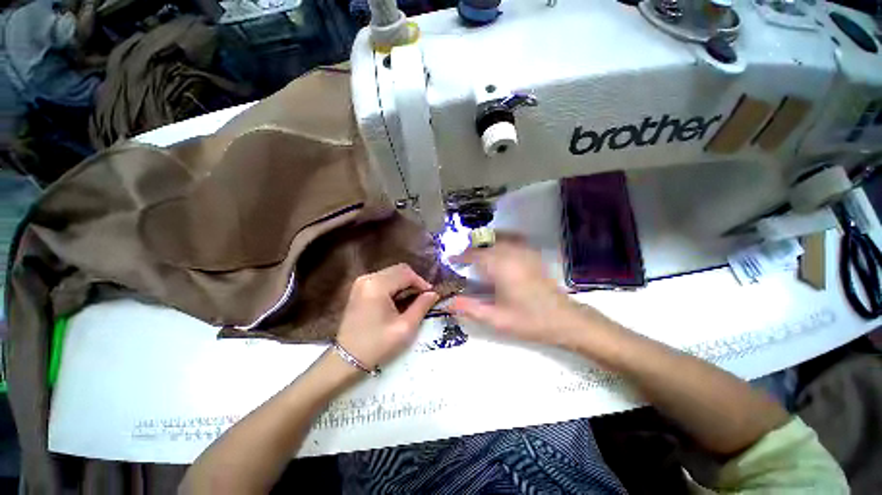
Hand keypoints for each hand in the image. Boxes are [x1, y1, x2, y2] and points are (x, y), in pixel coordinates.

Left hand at [335, 264, 438, 369]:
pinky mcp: (360, 288)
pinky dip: (395, 286)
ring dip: (405, 283)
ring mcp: (362, 282)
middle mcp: (368, 278)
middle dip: (414, 281)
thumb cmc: (377, 345)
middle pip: (399, 270)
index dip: (422, 282)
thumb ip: (422, 306)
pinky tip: (399, 300)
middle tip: (423, 297)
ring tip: (413, 300)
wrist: (347, 359)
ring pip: (392, 273)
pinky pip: (383, 279)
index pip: (406, 273)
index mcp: (377, 285)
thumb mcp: (405, 327)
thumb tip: (434, 293)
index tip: (431, 295)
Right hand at [448, 238, 618, 347]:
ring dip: (485, 242)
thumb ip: (471, 309)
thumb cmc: (529, 321)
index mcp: (501, 269)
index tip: (451, 259)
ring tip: (477, 252)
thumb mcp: (497, 320)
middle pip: (486, 244)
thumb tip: (449, 303)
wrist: (564, 319)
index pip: (475, 255)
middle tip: (462, 259)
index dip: (461, 256)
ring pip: (499, 238)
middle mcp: (512, 255)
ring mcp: (525, 253)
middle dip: (471, 249)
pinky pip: (514, 239)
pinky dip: (502, 239)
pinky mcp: (533, 255)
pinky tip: (499, 247)